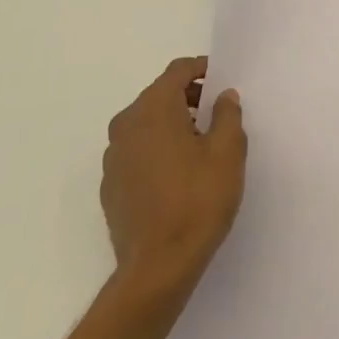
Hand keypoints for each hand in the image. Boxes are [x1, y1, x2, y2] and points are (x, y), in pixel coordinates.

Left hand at [101, 57, 246, 293]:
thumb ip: (227, 115)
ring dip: (172, 125)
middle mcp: (126, 125)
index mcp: (153, 109)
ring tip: (200, 146)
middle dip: (188, 98)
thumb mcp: (227, 152)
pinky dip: (157, 150)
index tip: (222, 80)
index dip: (202, 69)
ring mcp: (113, 157)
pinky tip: (178, 175)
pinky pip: (137, 152)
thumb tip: (223, 96)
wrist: (157, 269)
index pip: (178, 71)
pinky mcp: (110, 185)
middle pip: (160, 95)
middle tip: (217, 114)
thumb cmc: (197, 201)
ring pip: (146, 124)